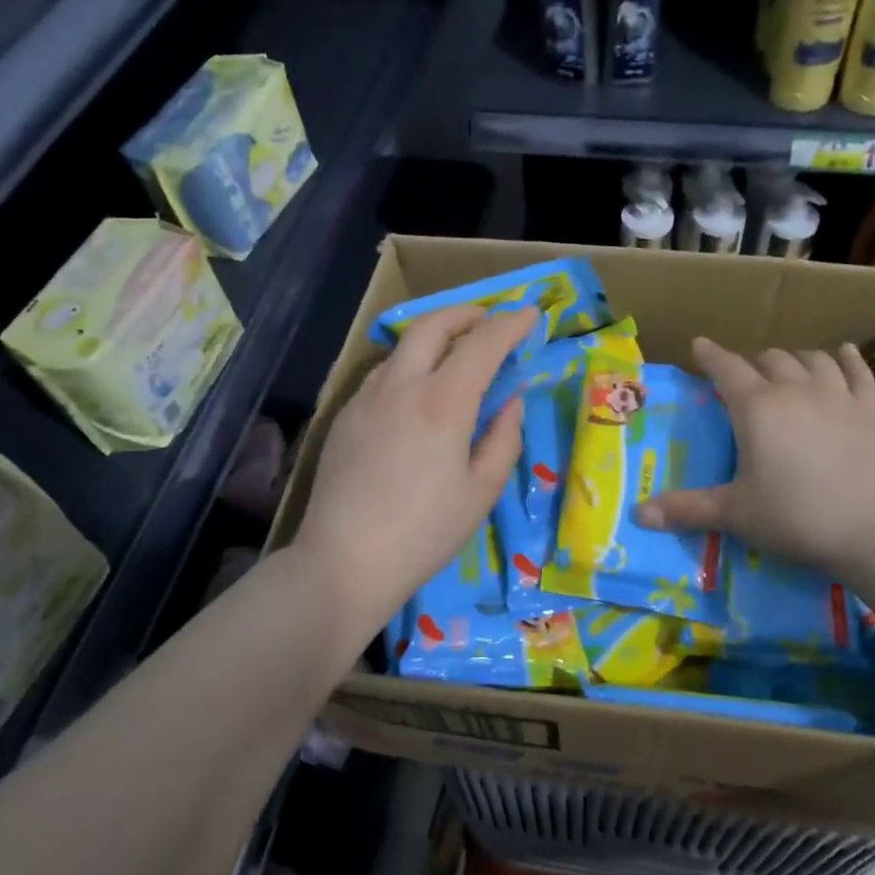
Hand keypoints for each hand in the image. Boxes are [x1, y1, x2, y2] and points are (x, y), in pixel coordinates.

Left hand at [293, 304, 535, 642]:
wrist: (344, 561)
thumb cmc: (425, 533)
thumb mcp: (481, 490)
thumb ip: (504, 437)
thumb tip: (511, 400)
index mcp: (443, 402)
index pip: (483, 343)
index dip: (511, 324)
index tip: (529, 315)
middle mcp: (401, 385)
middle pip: (433, 325)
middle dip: (466, 313)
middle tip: (489, 320)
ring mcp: (366, 397)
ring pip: (403, 346)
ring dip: (434, 337)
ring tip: (455, 355)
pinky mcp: (345, 415)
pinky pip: (382, 374)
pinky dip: (409, 365)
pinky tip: (417, 394)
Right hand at [635, 338, 874, 578]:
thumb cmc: (795, 516)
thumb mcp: (734, 513)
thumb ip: (687, 509)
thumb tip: (638, 515)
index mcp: (756, 407)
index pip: (726, 369)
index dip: (710, 355)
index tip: (699, 345)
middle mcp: (795, 390)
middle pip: (770, 359)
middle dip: (752, 363)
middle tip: (743, 379)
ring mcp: (836, 397)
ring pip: (812, 359)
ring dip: (794, 359)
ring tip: (786, 369)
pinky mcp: (868, 412)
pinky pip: (857, 372)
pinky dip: (846, 359)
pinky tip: (841, 353)